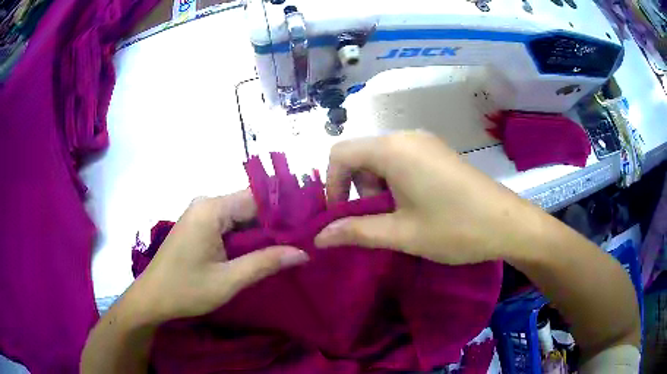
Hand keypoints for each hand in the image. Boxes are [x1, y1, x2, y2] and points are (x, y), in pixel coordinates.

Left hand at [136, 190, 308, 321]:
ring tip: (292, 245)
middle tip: (305, 239)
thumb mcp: (228, 281)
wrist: (152, 298)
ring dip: (263, 232)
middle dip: (276, 224)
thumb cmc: (186, 290)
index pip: (257, 198)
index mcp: (211, 209)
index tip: (310, 224)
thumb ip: (265, 263)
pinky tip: (264, 250)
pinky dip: (247, 237)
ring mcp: (201, 214)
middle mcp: (206, 203)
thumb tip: (303, 253)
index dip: (285, 210)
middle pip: (250, 206)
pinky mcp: (200, 226)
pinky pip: (230, 225)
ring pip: (242, 216)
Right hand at [315, 131, 536, 264]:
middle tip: (376, 220)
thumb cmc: (455, 228)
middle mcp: (406, 136)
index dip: (332, 185)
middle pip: (360, 154)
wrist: (508, 223)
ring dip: (376, 186)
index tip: (342, 217)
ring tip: (397, 216)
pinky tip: (414, 205)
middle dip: (356, 188)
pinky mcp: (438, 152)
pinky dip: (394, 181)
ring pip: (381, 158)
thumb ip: (356, 232)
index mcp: (393, 149)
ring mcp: (425, 142)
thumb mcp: (402, 234)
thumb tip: (318, 238)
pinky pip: (402, 160)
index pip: (340, 154)